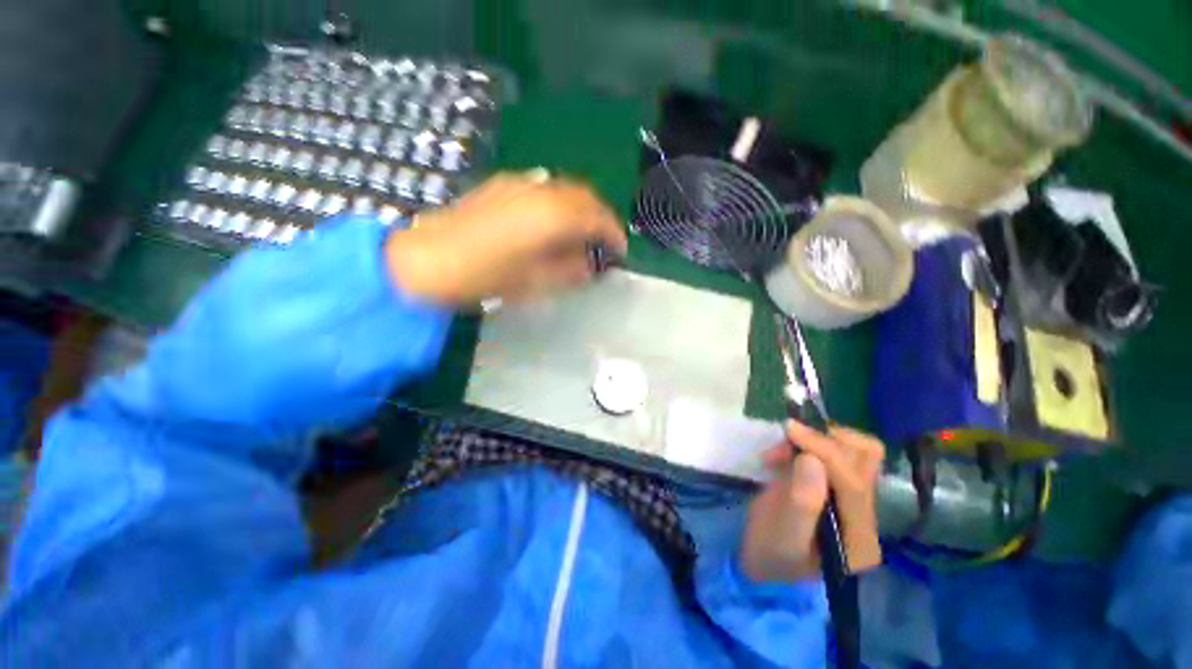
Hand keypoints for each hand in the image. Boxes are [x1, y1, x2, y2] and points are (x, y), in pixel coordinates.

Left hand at [384, 171, 626, 305]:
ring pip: (565, 188)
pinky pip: (543, 188)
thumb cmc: (484, 277)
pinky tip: (551, 223)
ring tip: (581, 233)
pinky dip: (558, 203)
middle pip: (585, 196)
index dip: (614, 234)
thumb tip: (590, 265)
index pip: (598, 217)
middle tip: (604, 242)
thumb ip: (570, 271)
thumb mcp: (535, 283)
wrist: (427, 259)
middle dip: (601, 217)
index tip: (621, 252)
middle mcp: (541, 190)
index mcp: (553, 216)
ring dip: (580, 208)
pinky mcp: (502, 184)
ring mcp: (520, 183)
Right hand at [740, 421, 883, 582]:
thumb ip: (801, 503)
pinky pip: (835, 452)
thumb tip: (812, 460)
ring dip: (818, 439)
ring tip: (780, 450)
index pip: (853, 483)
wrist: (762, 559)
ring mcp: (852, 499)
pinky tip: (782, 454)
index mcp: (859, 538)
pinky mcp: (835, 486)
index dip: (824, 451)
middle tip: (787, 439)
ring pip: (854, 450)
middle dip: (824, 441)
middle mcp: (865, 515)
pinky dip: (810, 443)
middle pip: (865, 460)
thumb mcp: (783, 536)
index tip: (790, 428)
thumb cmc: (770, 554)